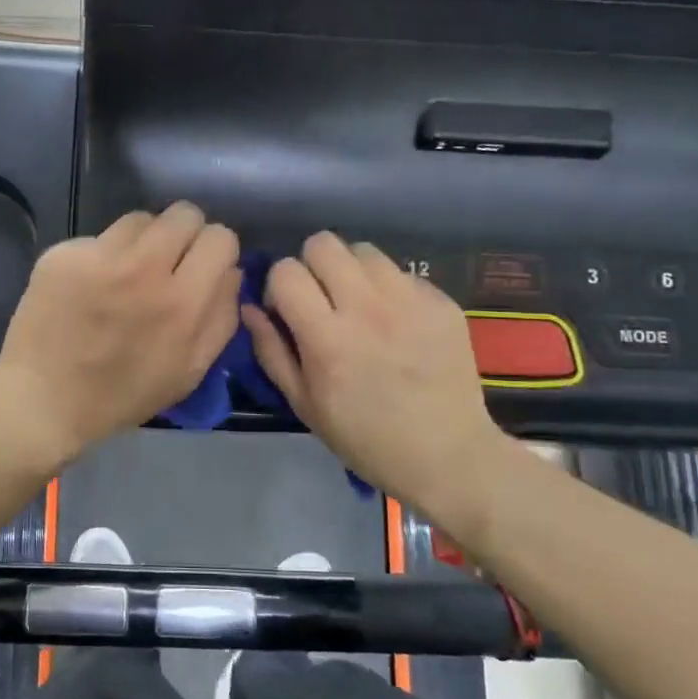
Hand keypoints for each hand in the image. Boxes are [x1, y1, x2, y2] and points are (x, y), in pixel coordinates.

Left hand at [0, 204, 240, 468]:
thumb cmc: (122, 395)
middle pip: (184, 213)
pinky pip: (98, 237)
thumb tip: (231, 271)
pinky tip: (88, 286)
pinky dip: (101, 255)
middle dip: (184, 236)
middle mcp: (143, 268)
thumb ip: (220, 317)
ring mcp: (99, 256)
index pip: (221, 237)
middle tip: (168, 263)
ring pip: (141, 219)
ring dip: (142, 242)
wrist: (44, 400)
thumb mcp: (189, 371)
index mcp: (182, 302)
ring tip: (126, 273)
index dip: (216, 252)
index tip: (202, 268)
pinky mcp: (63, 253)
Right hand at [242, 233, 514, 542]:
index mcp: (327, 337)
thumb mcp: (304, 404)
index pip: (286, 271)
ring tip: (359, 304)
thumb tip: (250, 308)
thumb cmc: (365, 438)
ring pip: (364, 251)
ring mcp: (410, 301)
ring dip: (351, 271)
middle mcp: (367, 308)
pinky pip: (402, 273)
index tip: (288, 311)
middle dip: (312, 266)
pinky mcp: (441, 302)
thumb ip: (271, 351)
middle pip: (324, 244)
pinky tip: (396, 323)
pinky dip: (389, 290)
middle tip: (321, 298)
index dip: (279, 287)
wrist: (447, 455)